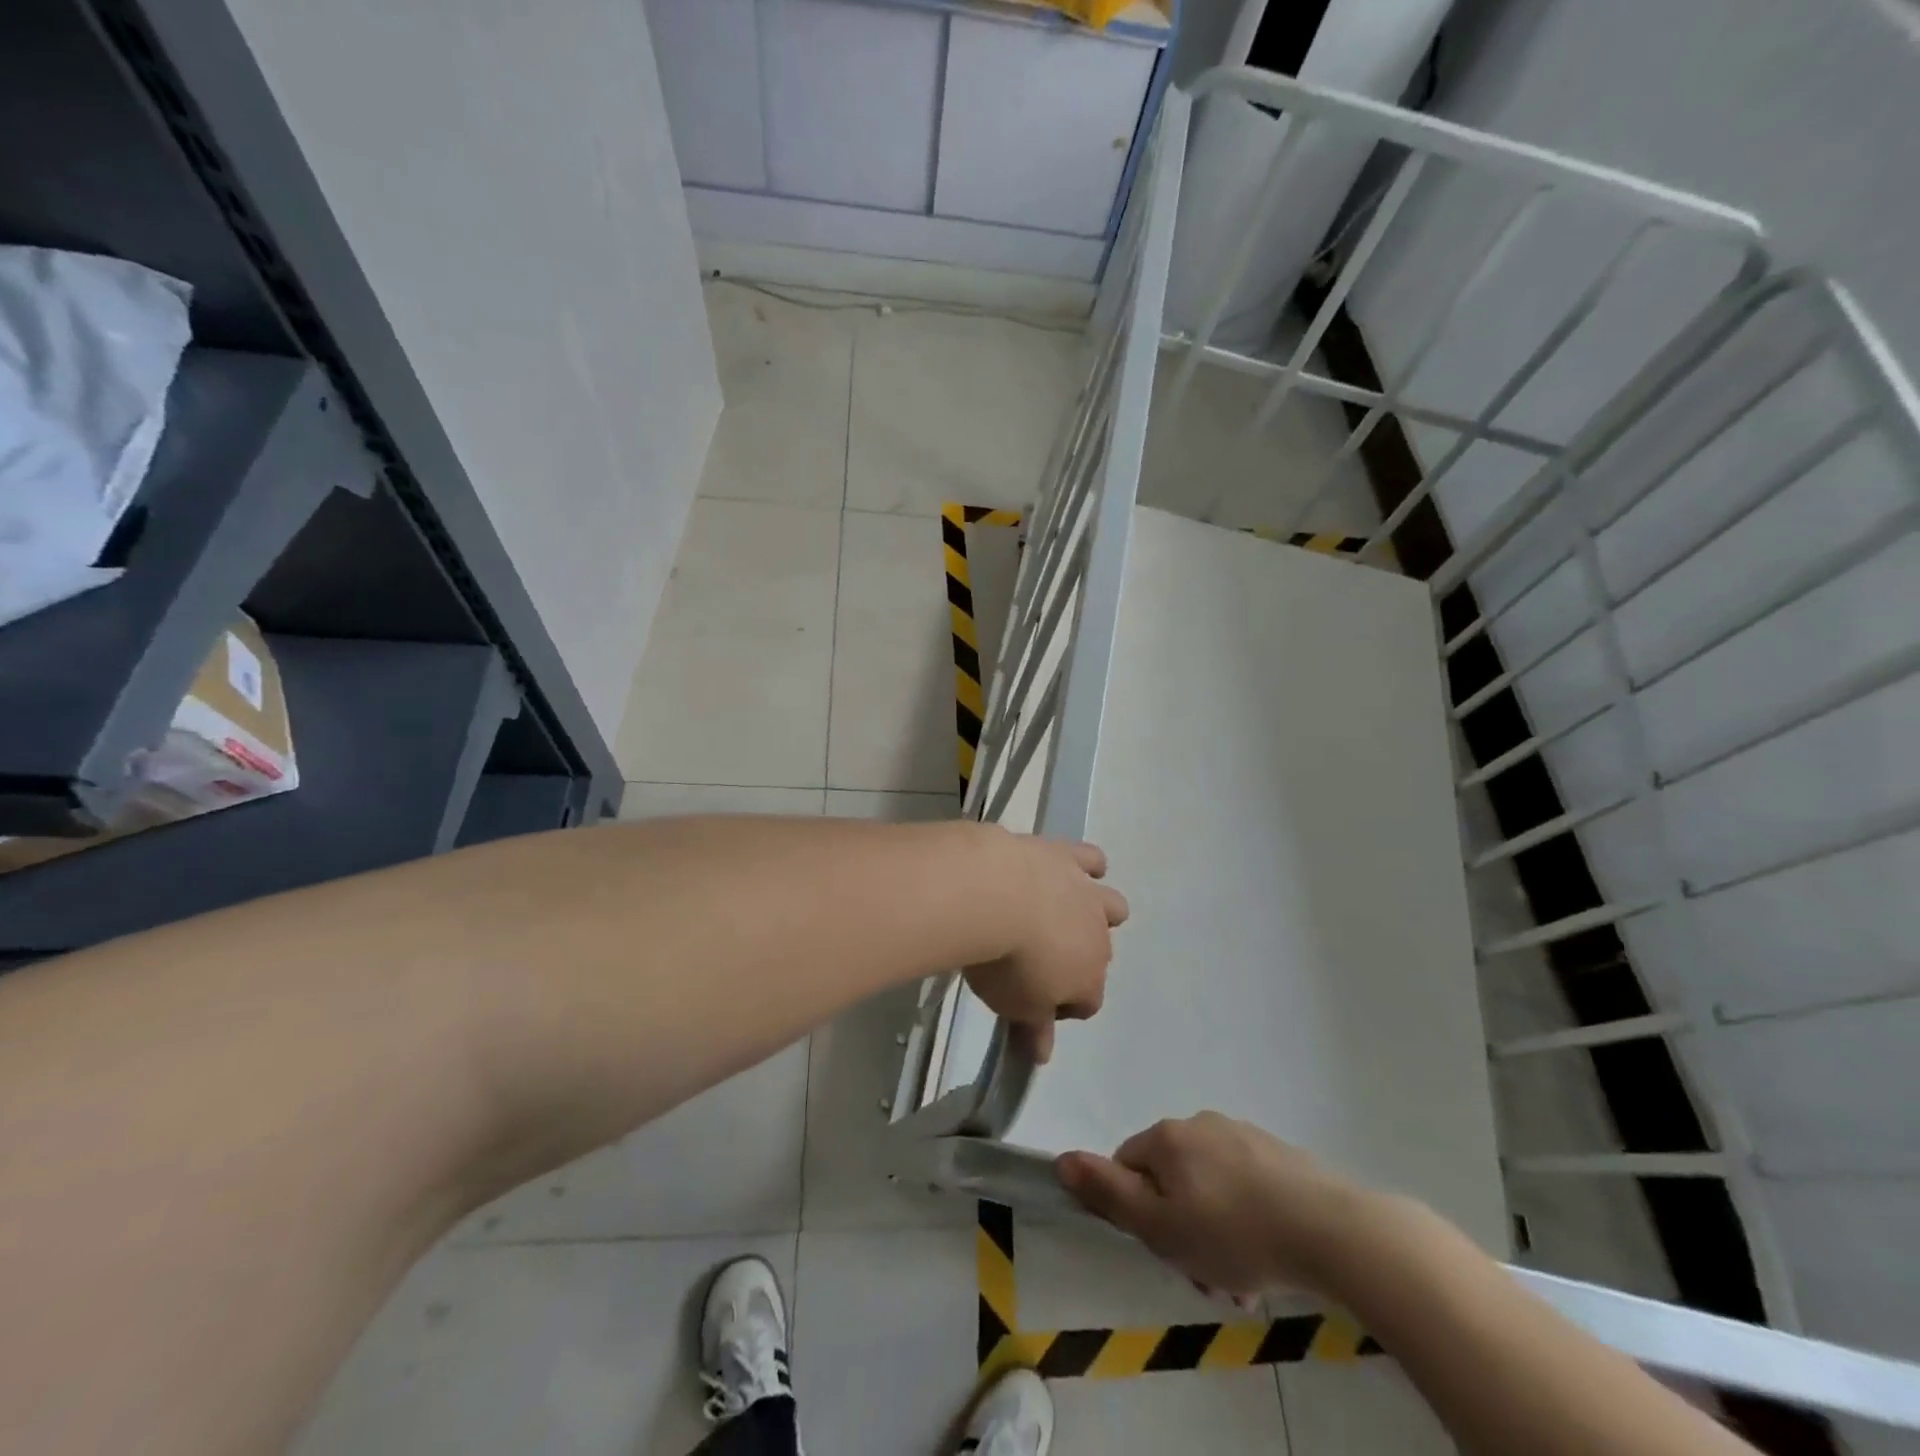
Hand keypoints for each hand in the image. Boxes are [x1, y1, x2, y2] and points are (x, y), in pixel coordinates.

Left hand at [962, 837, 1127, 1062]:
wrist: (993, 895)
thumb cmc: (1003, 963)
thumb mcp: (1012, 1006)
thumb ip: (1033, 1029)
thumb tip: (1043, 1055)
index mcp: (1088, 978)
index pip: (1087, 1002)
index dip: (1062, 1006)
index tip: (1034, 1004)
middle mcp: (1098, 936)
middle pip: (1100, 955)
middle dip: (1078, 959)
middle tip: (1039, 960)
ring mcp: (1086, 893)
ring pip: (1113, 906)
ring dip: (1097, 912)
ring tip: (1062, 913)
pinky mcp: (1066, 856)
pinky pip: (1092, 859)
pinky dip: (1087, 865)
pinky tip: (1067, 868)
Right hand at [1055, 1113, 1374, 1299]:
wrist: (1328, 1229)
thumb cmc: (1232, 1231)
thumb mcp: (1159, 1225)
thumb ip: (1108, 1193)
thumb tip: (1062, 1160)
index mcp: (1167, 1138)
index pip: (1129, 1166)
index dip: (1137, 1211)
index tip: (1163, 1247)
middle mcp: (1199, 1124)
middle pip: (1171, 1179)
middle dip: (1181, 1226)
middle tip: (1206, 1275)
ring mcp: (1242, 1136)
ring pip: (1210, 1187)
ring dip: (1215, 1230)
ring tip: (1243, 1280)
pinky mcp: (1278, 1155)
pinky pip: (1246, 1187)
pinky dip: (1247, 1219)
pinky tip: (1268, 1258)